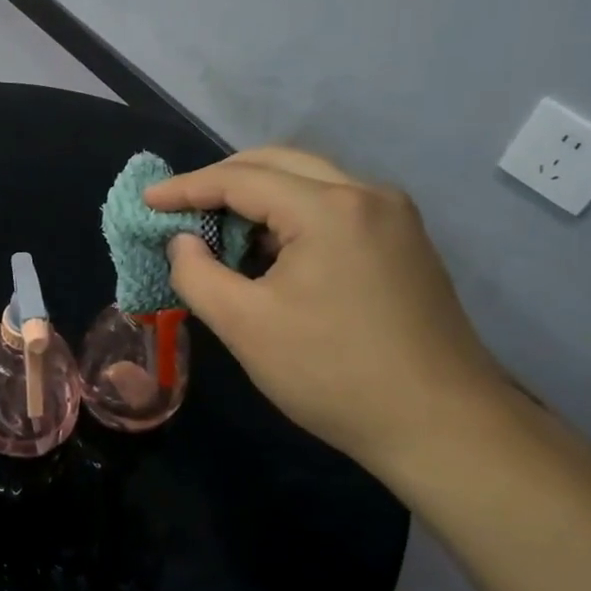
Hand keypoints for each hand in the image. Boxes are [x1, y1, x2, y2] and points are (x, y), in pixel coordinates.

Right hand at [146, 147, 508, 471]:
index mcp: (329, 208)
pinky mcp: (405, 243)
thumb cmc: (332, 374)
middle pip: (279, 164)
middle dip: (222, 181)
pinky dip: (291, 217)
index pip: (241, 179)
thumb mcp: (244, 326)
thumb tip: (182, 241)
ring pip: (309, 183)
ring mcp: (394, 217)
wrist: (442, 426)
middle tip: (180, 207)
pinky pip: (334, 207)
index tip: (148, 202)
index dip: (187, 188)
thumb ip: (197, 274)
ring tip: (218, 231)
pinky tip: (270, 252)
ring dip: (258, 198)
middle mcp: (368, 195)